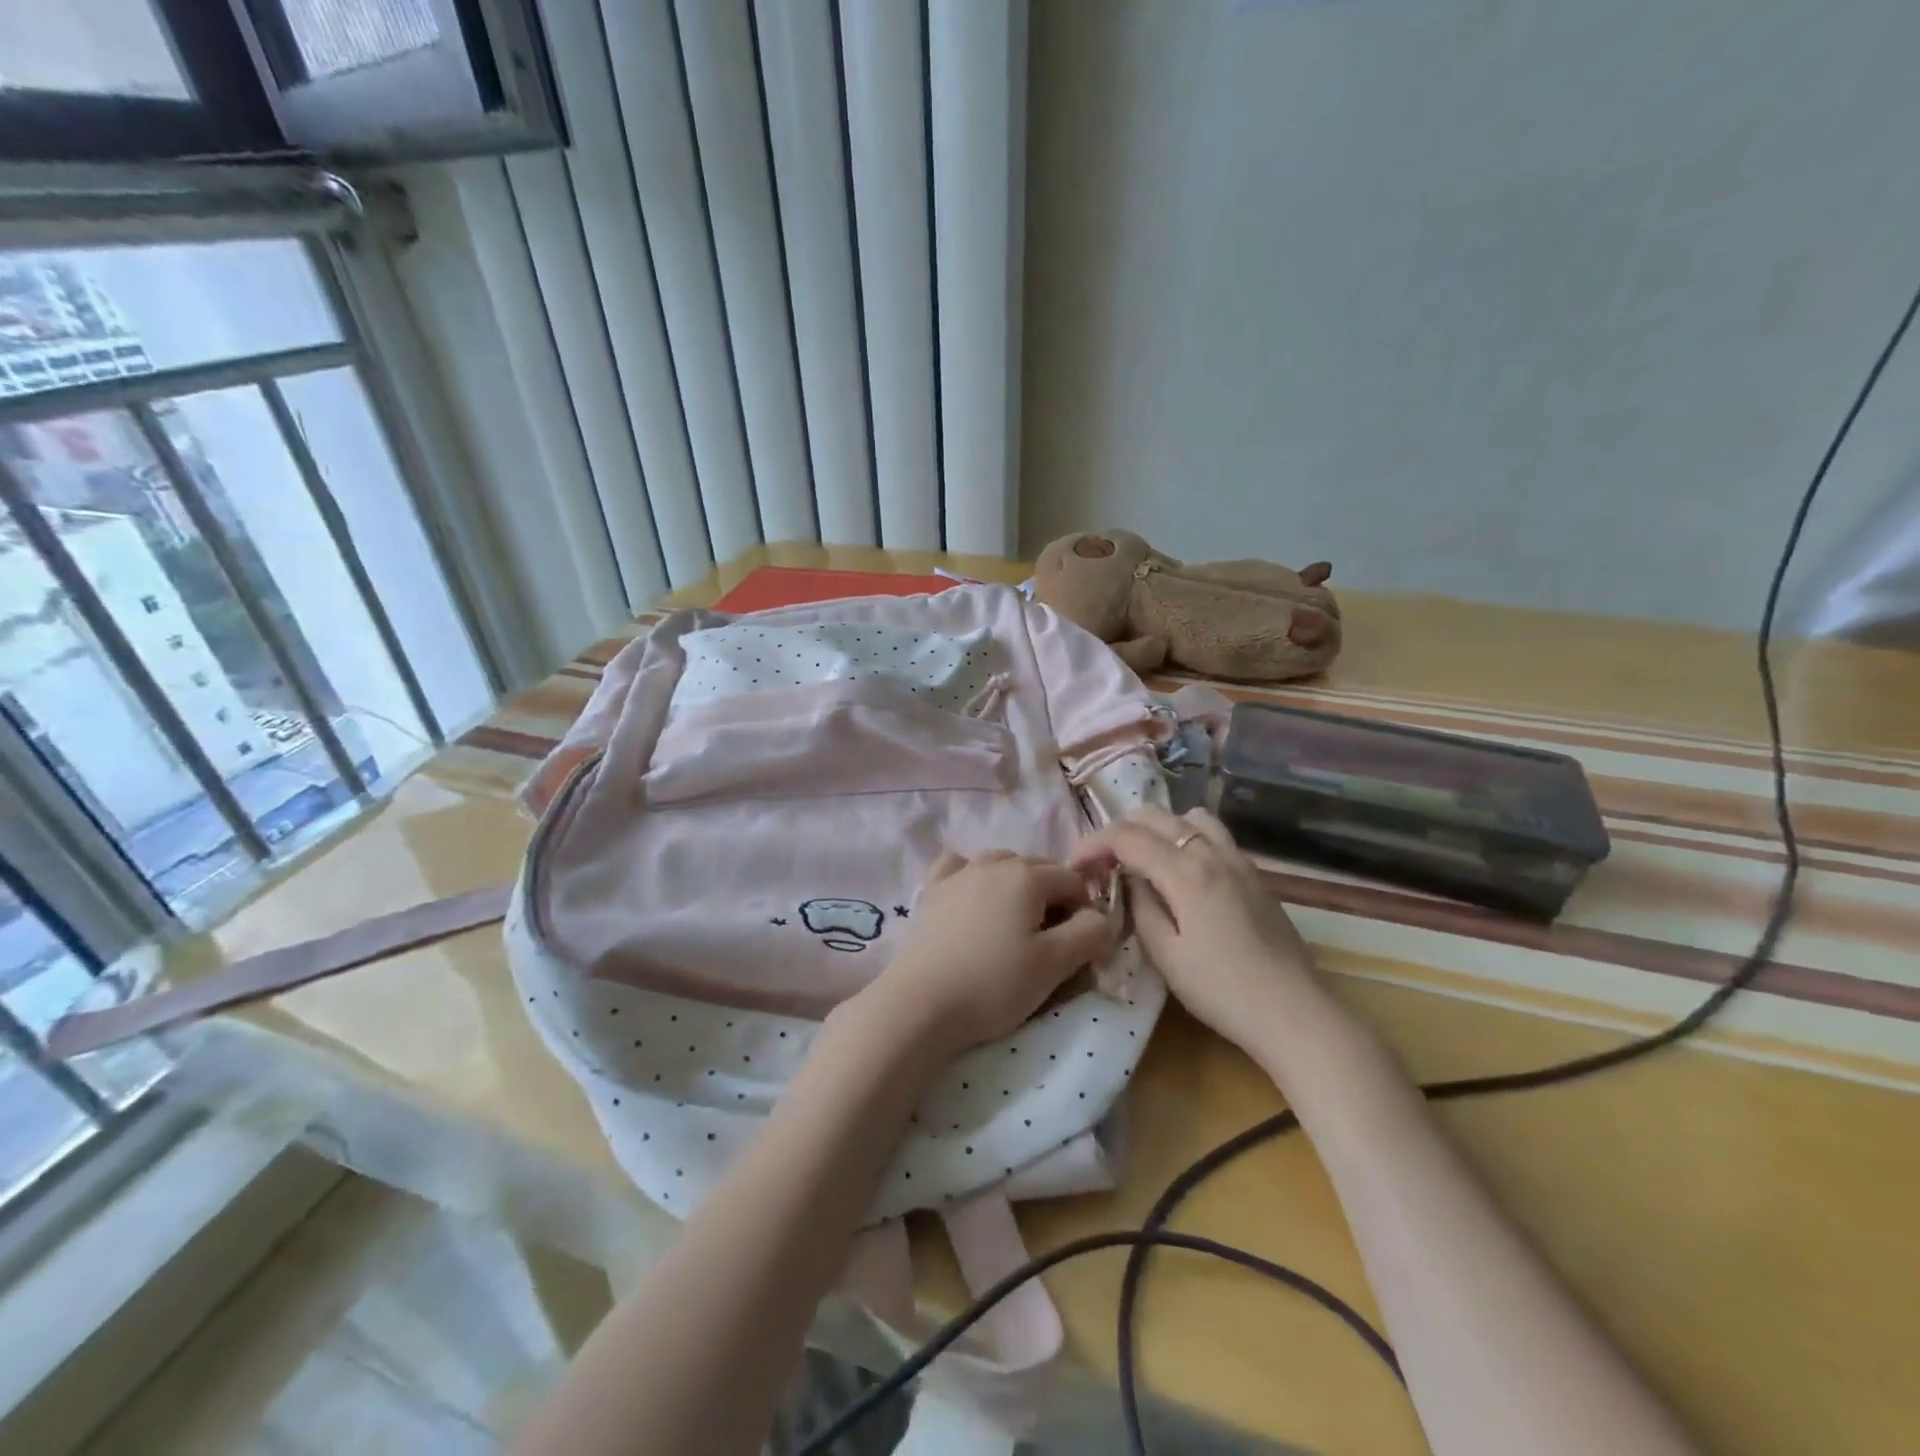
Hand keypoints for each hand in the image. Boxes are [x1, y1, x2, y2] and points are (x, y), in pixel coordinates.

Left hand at [864, 850, 1113, 1057]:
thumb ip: (1090, 934)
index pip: (1073, 881)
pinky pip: (960, 868)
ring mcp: (959, 872)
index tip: (1077, 947)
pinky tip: (974, 901)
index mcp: (1027, 875)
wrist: (921, 1003)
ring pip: (1001, 865)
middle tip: (1047, 942)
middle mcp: (993, 861)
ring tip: (1012, 926)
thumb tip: (1101, 917)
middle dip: (1053, 898)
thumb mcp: (1054, 964)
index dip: (1085, 911)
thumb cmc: (994, 984)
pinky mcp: (932, 890)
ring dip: (1017, 887)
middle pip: (1039, 869)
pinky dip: (974, 878)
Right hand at [1071, 806, 1317, 1049]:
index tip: (1075, 865)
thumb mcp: (1166, 955)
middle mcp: (1211, 853)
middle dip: (1120, 830)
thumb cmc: (1222, 990)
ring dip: (1158, 827)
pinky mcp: (1255, 874)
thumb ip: (1142, 907)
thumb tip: (1130, 880)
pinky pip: (1214, 834)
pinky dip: (1187, 837)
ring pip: (1189, 816)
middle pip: (1156, 815)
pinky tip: (1183, 871)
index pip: (1126, 837)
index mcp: (1186, 872)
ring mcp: (1238, 859)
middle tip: (1104, 862)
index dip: (1094, 844)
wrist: (1294, 1012)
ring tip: (1145, 858)